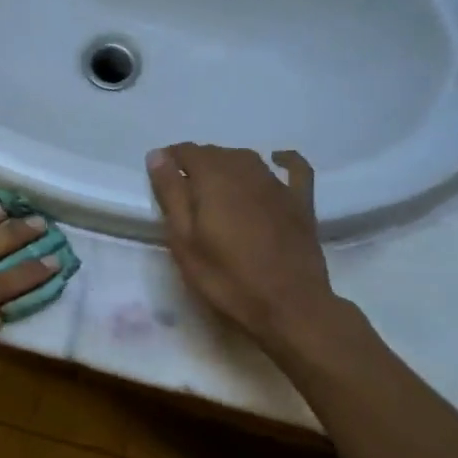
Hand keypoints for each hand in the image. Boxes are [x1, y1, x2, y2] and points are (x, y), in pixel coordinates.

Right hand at [146, 144, 342, 349]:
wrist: (289, 306)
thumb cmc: (226, 277)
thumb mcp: (184, 240)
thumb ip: (171, 194)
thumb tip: (157, 155)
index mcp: (214, 178)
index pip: (187, 152)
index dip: (170, 159)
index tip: (161, 177)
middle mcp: (246, 171)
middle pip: (216, 153)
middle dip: (196, 163)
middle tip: (183, 191)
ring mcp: (277, 185)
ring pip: (246, 159)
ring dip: (227, 164)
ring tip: (214, 186)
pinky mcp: (300, 202)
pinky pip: (294, 168)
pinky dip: (284, 159)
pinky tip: (277, 160)